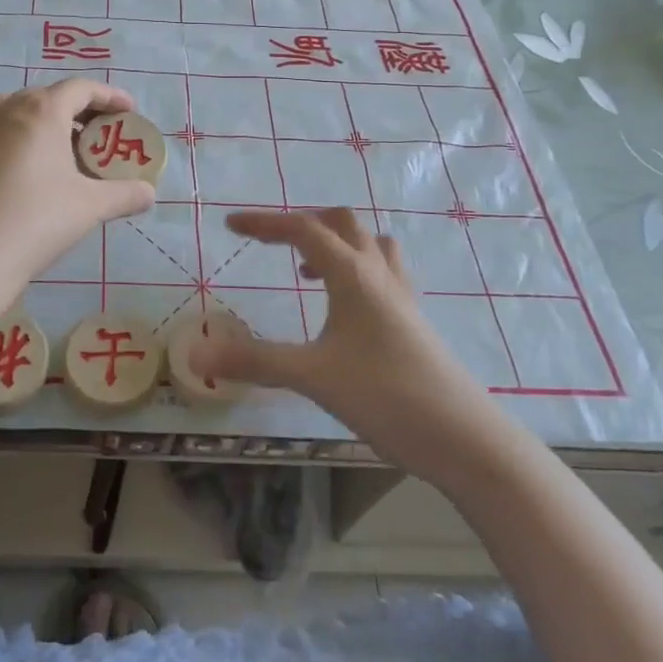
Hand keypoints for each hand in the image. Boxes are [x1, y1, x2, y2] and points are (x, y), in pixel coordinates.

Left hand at [0, 79, 155, 299]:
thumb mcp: (89, 206)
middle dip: (83, 112)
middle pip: (53, 97)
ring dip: (54, 126)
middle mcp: (9, 109)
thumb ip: (125, 194)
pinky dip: (30, 141)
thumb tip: (150, 194)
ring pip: (26, 114)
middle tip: (105, 136)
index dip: (110, 96)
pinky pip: (7, 133)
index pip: (82, 88)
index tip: (130, 112)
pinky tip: (40, 173)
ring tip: (74, 154)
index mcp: (42, 110)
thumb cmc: (35, 219)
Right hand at [194, 208, 501, 471]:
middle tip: (273, 244)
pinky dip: (357, 270)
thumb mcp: (313, 376)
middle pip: (342, 223)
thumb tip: (196, 353)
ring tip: (307, 270)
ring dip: (336, 243)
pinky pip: (384, 272)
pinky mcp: (414, 321)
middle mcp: (379, 273)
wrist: (465, 438)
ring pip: (369, 244)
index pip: (303, 228)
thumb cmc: (387, 396)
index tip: (231, 225)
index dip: (264, 223)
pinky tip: (344, 308)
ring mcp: (402, 296)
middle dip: (303, 224)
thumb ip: (255, 360)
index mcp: (352, 274)